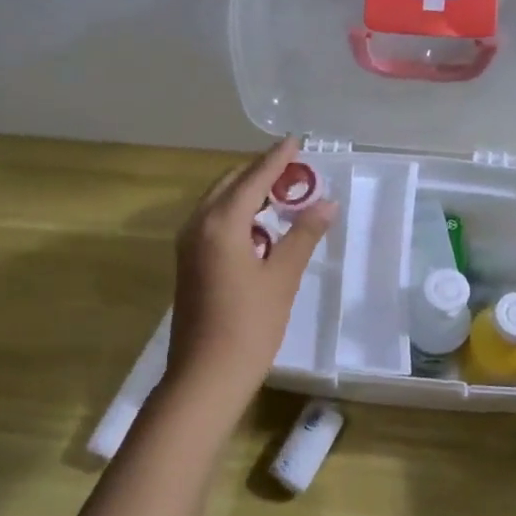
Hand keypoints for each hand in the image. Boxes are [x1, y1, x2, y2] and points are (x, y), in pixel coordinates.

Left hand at [167, 137, 336, 395]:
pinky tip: (261, 227)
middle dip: (260, 172)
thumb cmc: (249, 325)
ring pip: (219, 202)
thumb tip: (326, 202)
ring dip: (248, 193)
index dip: (277, 158)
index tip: (296, 140)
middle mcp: (198, 224)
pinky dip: (237, 214)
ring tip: (283, 194)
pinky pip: (213, 222)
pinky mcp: (188, 262)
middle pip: (231, 184)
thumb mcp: (282, 277)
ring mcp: (188, 244)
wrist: (205, 376)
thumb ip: (303, 235)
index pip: (254, 178)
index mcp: (221, 222)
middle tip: (294, 169)